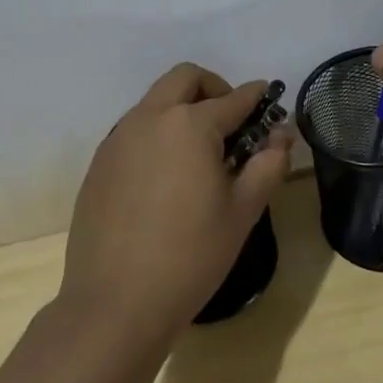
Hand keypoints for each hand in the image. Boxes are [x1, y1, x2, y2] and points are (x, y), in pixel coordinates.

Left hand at [58, 63, 295, 343]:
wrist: (114, 304)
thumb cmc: (190, 256)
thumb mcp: (242, 211)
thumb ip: (268, 164)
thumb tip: (283, 134)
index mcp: (190, 125)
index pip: (233, 98)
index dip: (257, 97)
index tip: (269, 99)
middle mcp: (150, 118)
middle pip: (185, 78)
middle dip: (213, 88)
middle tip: (231, 121)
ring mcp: (118, 139)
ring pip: (155, 101)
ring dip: (182, 108)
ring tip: (199, 153)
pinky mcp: (99, 163)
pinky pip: (134, 129)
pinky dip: (157, 133)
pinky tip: (166, 176)